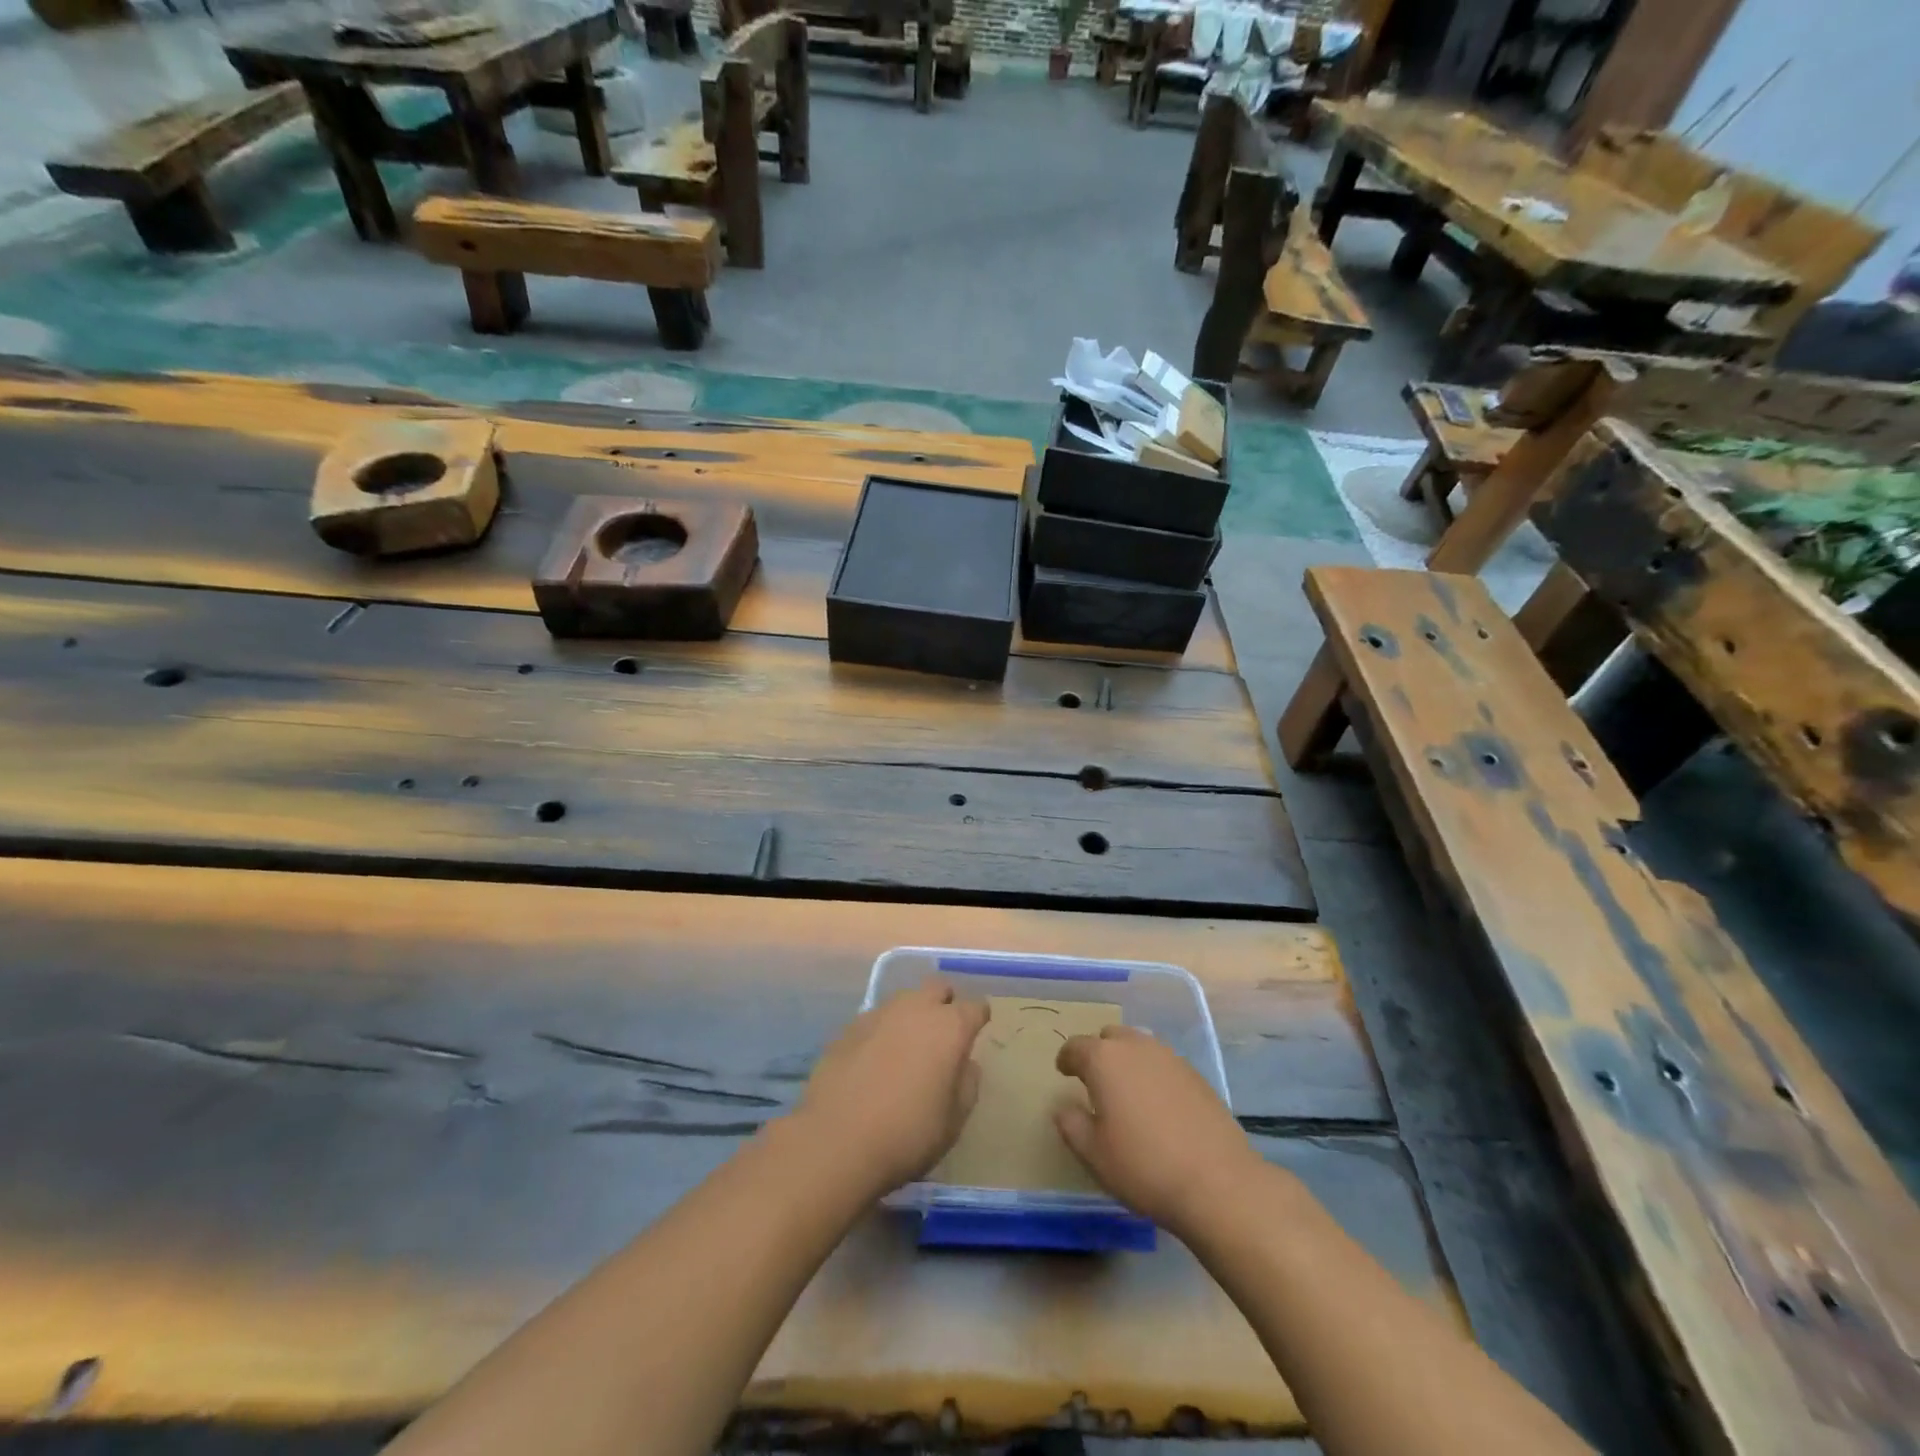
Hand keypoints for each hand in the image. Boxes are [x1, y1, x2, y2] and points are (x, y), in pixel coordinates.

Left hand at [795, 980, 989, 1197]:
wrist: (836, 1140)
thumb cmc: (908, 1133)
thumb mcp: (954, 1121)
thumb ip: (967, 1084)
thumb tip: (965, 1063)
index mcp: (949, 1027)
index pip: (975, 1006)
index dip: (978, 1018)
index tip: (977, 1033)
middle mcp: (916, 1008)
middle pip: (938, 987)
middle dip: (945, 1003)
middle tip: (943, 1033)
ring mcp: (879, 1013)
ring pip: (905, 1000)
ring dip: (912, 1015)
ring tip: (908, 1047)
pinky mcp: (849, 1027)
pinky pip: (876, 1019)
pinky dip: (883, 1031)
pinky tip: (876, 1060)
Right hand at [1054, 1025, 1262, 1237]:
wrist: (1217, 1182)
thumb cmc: (1143, 1166)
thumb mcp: (1093, 1154)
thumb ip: (1071, 1124)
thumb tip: (1064, 1107)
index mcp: (1104, 1059)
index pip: (1076, 1047)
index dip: (1066, 1059)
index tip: (1064, 1072)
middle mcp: (1136, 1047)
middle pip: (1110, 1037)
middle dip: (1099, 1053)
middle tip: (1095, 1082)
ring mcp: (1170, 1057)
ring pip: (1139, 1046)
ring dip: (1127, 1061)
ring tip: (1127, 1091)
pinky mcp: (1196, 1074)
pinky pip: (1163, 1063)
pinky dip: (1153, 1075)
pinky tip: (1157, 1105)